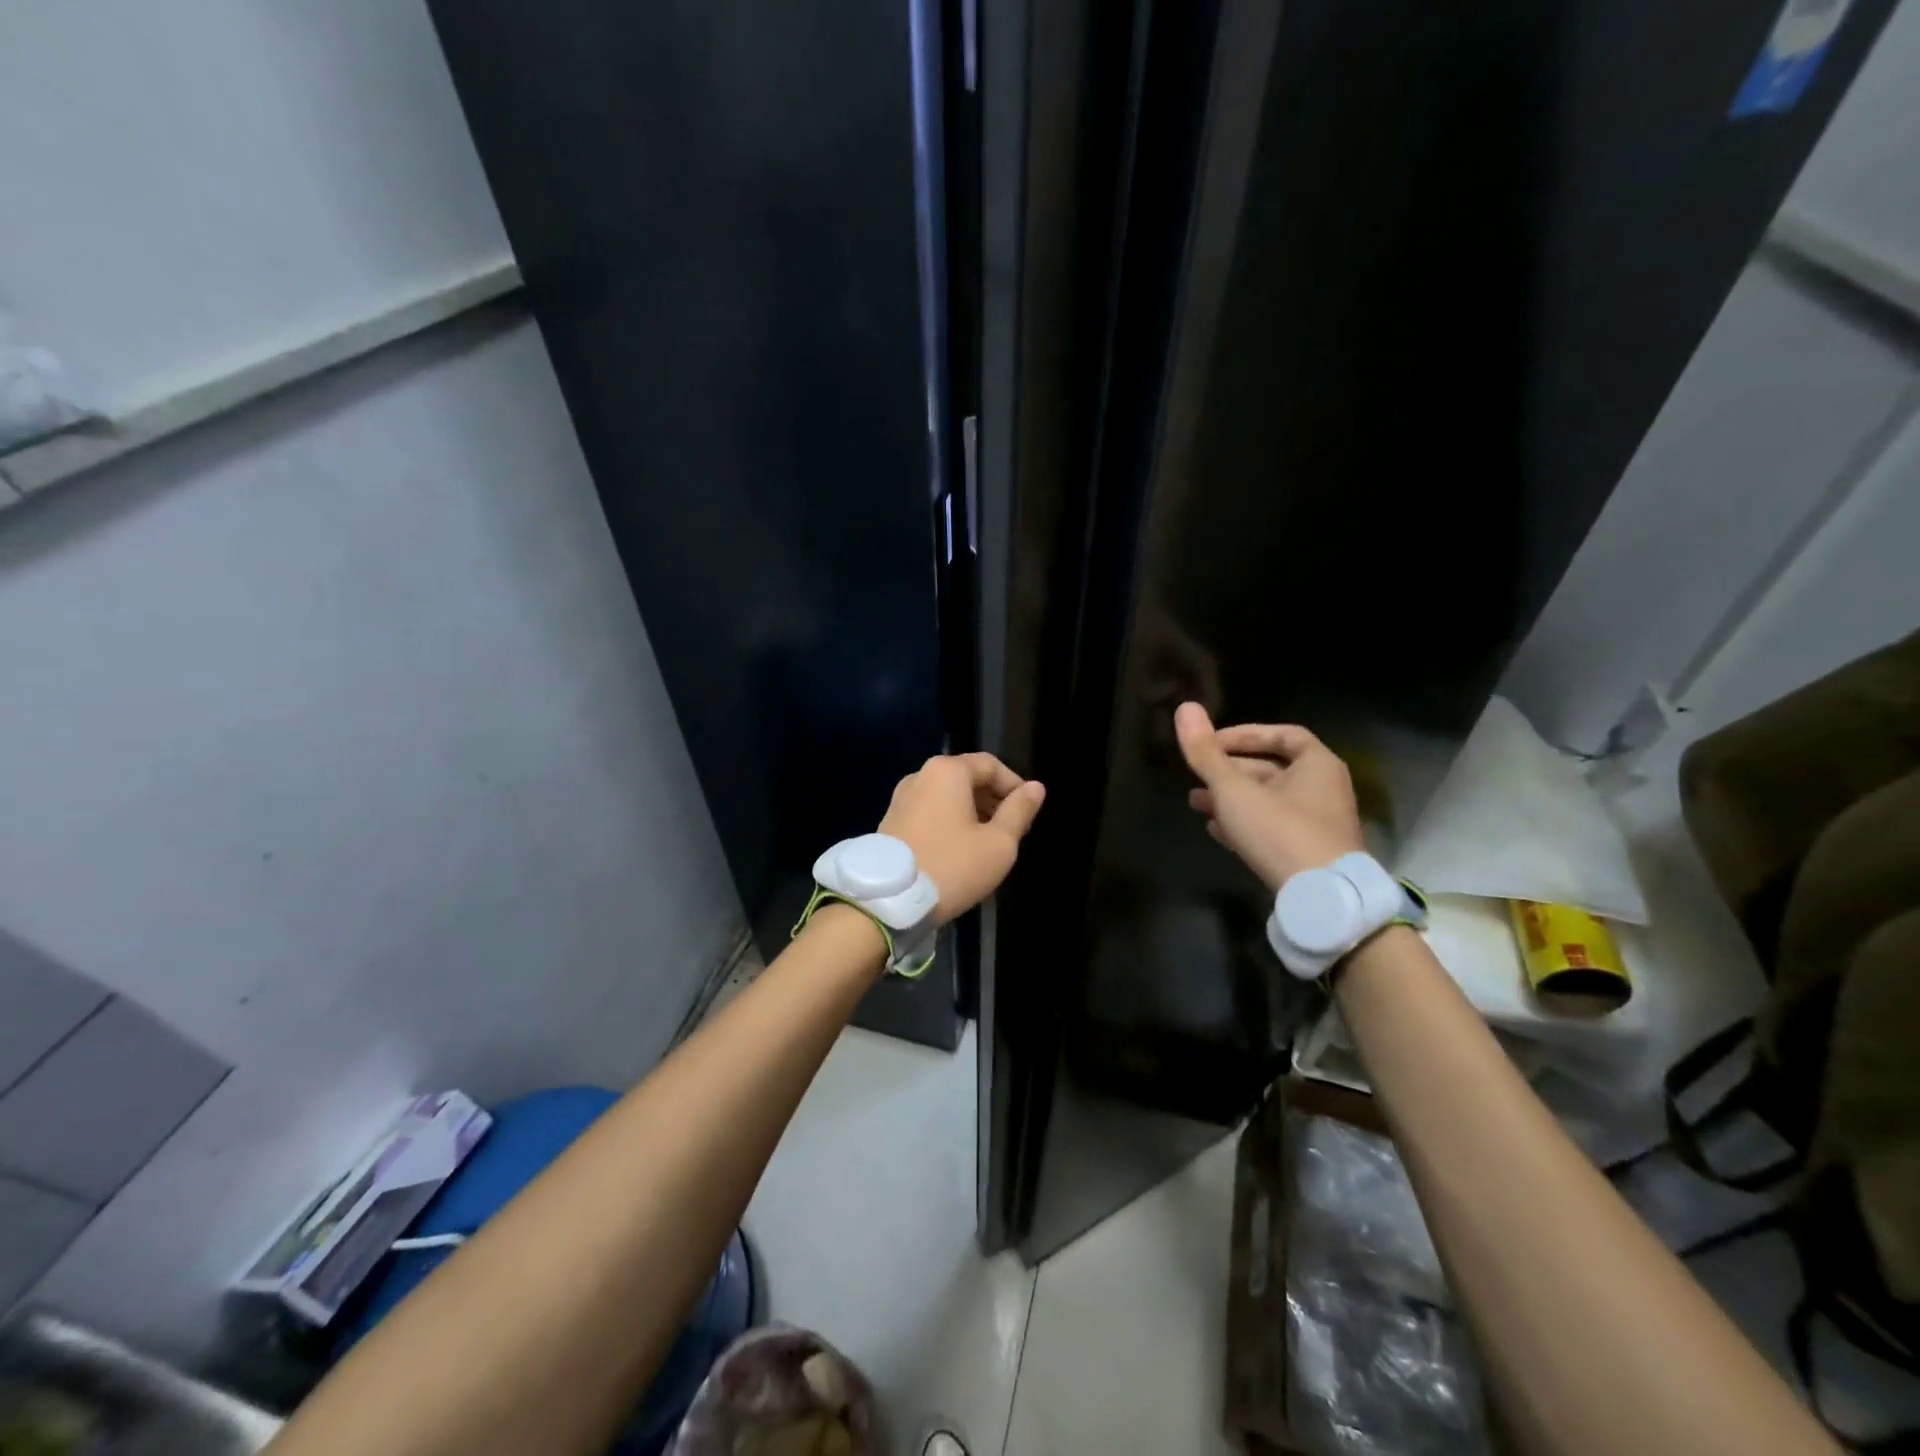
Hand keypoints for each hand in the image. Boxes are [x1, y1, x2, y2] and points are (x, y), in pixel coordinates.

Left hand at [879, 753, 1046, 923]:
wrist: (888, 901)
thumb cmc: (952, 867)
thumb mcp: (998, 843)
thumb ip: (1019, 811)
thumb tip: (1036, 787)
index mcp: (947, 771)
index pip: (990, 765)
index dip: (1015, 785)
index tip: (1028, 813)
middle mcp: (920, 775)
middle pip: (967, 777)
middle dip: (993, 799)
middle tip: (1012, 830)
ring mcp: (901, 798)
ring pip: (947, 796)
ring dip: (972, 812)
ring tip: (988, 843)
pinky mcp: (890, 821)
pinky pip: (929, 811)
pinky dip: (949, 821)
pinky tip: (959, 850)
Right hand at [1174, 702, 1363, 891]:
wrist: (1320, 899)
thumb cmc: (1280, 831)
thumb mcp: (1234, 789)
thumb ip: (1206, 752)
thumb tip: (1184, 707)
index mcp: (1317, 765)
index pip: (1282, 735)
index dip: (1244, 735)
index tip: (1212, 743)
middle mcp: (1323, 790)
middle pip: (1272, 769)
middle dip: (1230, 771)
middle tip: (1196, 776)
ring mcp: (1317, 824)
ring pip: (1268, 801)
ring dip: (1231, 799)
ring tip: (1196, 803)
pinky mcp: (1307, 853)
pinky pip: (1272, 828)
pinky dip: (1244, 824)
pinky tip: (1216, 830)